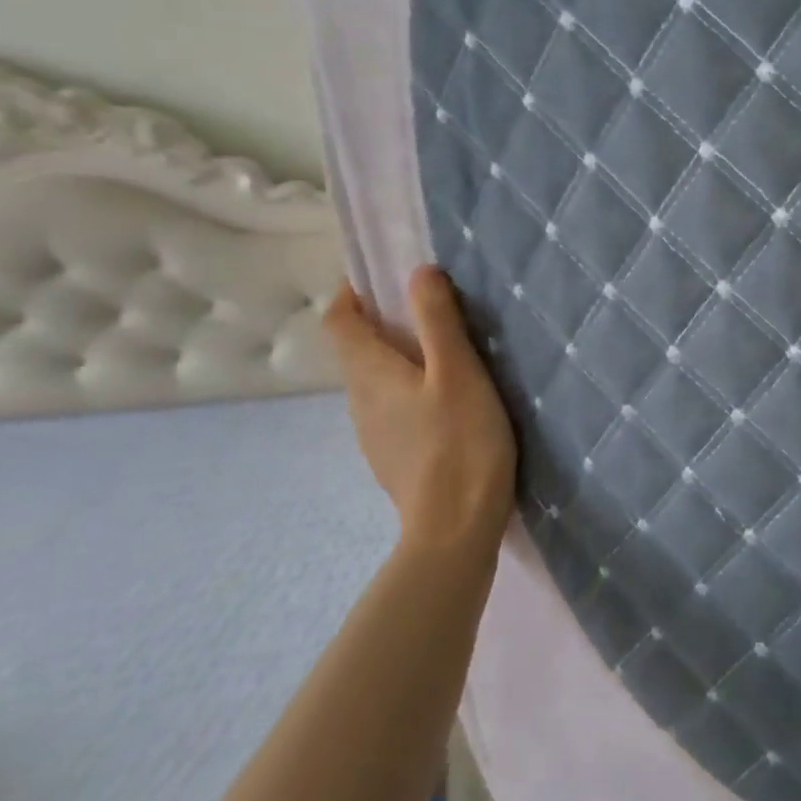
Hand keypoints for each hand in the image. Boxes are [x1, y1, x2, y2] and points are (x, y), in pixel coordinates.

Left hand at [325, 267, 516, 560]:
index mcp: (369, 373)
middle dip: (383, 322)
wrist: (455, 528)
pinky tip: (447, 403)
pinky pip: (391, 408)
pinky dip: (408, 390)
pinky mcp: (393, 458)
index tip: (385, 277)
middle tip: (431, 310)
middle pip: (356, 349)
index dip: (353, 292)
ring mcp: (373, 434)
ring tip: (445, 354)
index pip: (339, 319)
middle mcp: (360, 400)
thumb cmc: (460, 442)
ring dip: (398, 358)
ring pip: (375, 381)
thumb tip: (418, 271)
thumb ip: (438, 320)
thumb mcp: (458, 372)